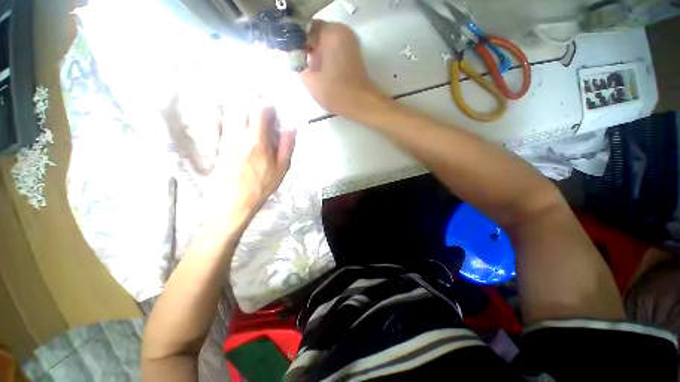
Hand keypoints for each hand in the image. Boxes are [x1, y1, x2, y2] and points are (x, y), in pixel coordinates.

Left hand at [206, 105, 295, 225]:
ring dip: (240, 109)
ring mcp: (225, 139)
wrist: (233, 201)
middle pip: (242, 107)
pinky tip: (228, 121)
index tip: (273, 111)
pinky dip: (222, 118)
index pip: (260, 111)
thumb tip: (291, 128)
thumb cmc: (261, 186)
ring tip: (248, 116)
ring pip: (229, 113)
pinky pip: (216, 125)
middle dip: (252, 104)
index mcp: (257, 140)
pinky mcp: (216, 145)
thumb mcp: (281, 169)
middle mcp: (238, 135)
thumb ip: (286, 146)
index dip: (268, 106)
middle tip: (260, 112)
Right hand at [300, 21, 387, 117]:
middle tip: (303, 66)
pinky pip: (335, 47)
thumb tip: (295, 59)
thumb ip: (298, 66)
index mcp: (329, 33)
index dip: (296, 43)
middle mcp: (341, 31)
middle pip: (316, 33)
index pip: (304, 29)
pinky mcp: (354, 51)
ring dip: (317, 52)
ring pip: (326, 41)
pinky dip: (327, 55)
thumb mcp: (310, 81)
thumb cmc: (336, 93)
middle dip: (307, 47)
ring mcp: (350, 40)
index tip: (294, 58)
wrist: (362, 103)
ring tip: (313, 71)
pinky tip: (324, 71)